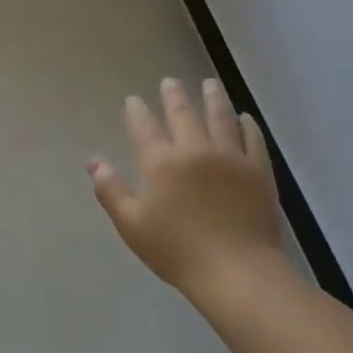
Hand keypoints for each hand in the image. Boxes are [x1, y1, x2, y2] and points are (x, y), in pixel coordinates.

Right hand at [89, 79, 282, 296]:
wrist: (236, 271)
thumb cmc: (177, 251)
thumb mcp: (132, 225)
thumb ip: (111, 191)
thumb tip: (94, 163)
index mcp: (161, 162)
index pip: (144, 128)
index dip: (137, 112)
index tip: (133, 99)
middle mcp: (195, 150)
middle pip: (183, 114)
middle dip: (174, 96)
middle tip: (170, 81)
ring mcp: (230, 157)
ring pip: (220, 118)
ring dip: (213, 99)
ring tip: (209, 84)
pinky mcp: (258, 171)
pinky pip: (252, 139)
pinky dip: (247, 125)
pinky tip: (245, 117)